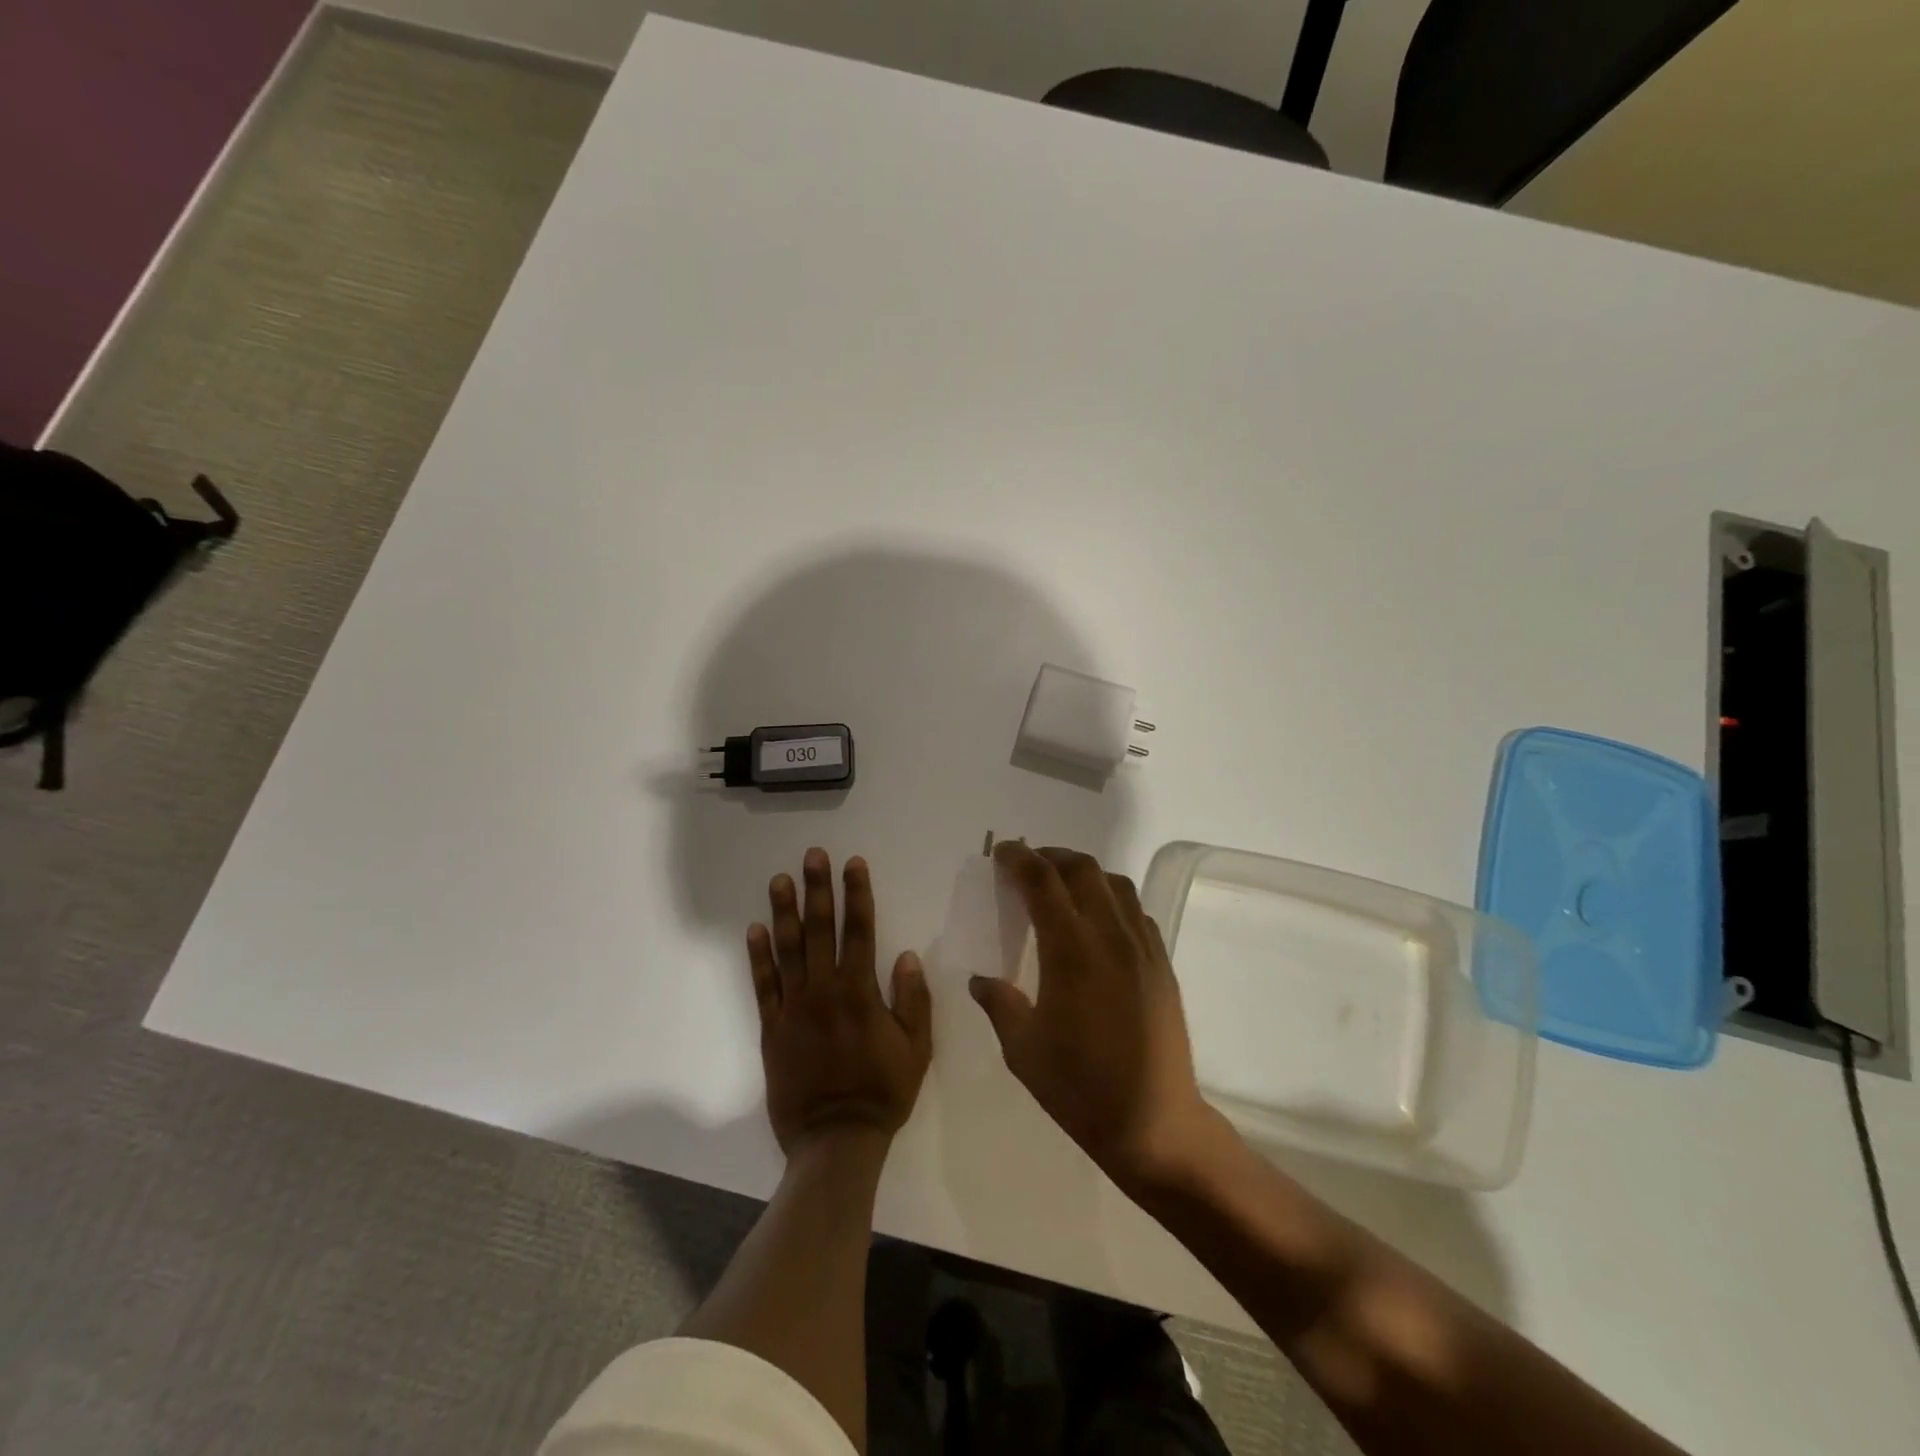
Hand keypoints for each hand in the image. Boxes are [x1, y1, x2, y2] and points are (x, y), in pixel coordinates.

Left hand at [749, 849, 931, 1155]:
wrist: (836, 1140)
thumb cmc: (883, 1092)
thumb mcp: (916, 1049)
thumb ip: (913, 1000)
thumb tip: (905, 955)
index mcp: (861, 992)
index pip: (860, 930)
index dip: (858, 894)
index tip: (853, 863)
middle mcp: (825, 990)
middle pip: (821, 929)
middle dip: (818, 889)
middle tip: (812, 856)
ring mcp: (794, 1007)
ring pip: (788, 949)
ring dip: (785, 911)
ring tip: (780, 880)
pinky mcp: (772, 1027)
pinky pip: (763, 985)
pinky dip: (758, 956)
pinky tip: (755, 930)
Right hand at [969, 843, 1215, 1190]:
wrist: (1154, 1123)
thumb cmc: (1081, 1088)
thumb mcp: (1022, 1049)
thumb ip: (999, 1004)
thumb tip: (981, 980)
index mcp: (1071, 951)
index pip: (1042, 882)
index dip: (1019, 860)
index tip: (1002, 853)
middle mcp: (1110, 936)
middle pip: (1082, 870)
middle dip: (1050, 856)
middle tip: (1027, 863)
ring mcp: (1142, 947)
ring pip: (1115, 883)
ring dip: (1084, 872)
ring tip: (1061, 884)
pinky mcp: (1161, 963)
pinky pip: (1135, 911)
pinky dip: (1111, 898)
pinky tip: (1097, 920)